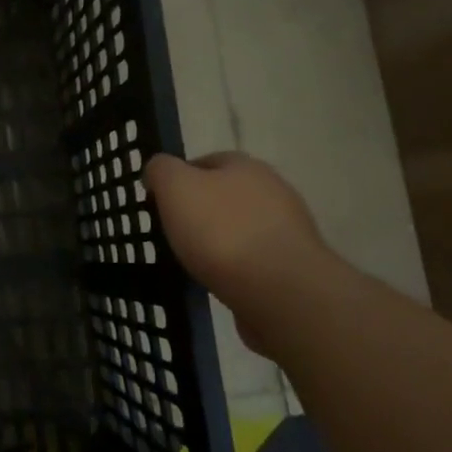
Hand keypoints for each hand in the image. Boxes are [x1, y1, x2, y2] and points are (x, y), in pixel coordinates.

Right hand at [145, 152, 330, 349]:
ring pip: (240, 228)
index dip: (179, 179)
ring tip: (193, 262)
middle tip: (173, 233)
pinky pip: (254, 260)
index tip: (159, 204)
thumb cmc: (221, 230)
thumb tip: (158, 169)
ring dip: (219, 241)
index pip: (205, 161)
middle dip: (200, 211)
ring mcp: (288, 230)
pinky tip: (220, 282)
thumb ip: (161, 170)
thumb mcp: (175, 187)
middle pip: (225, 195)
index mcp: (245, 166)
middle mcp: (273, 190)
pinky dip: (236, 267)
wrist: (280, 290)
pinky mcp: (294, 266)